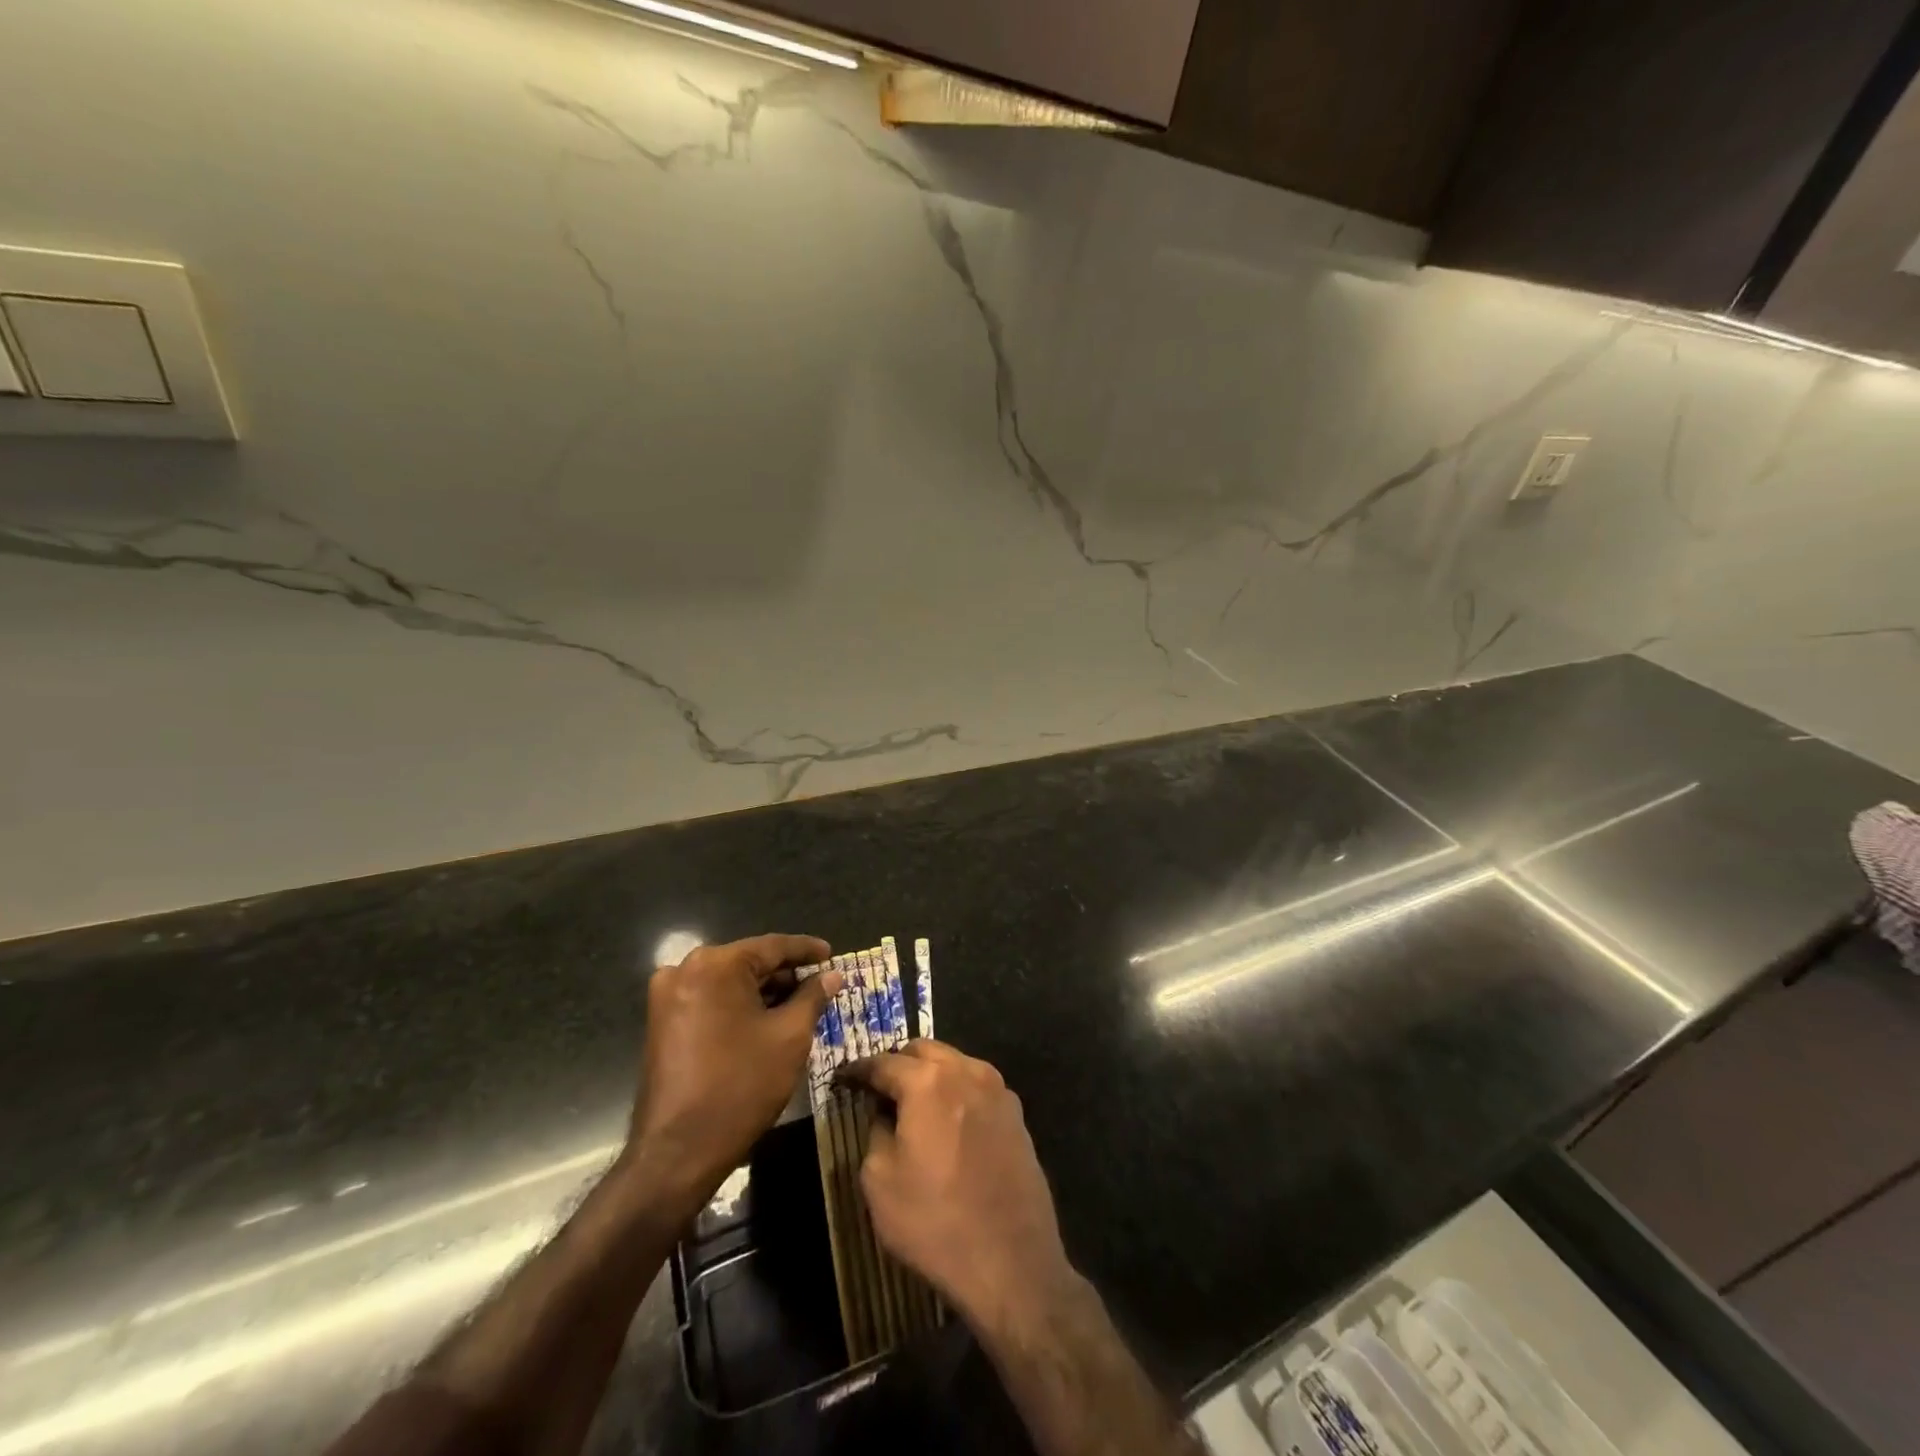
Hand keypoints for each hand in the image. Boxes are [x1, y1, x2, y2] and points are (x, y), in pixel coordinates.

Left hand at [622, 933, 840, 1211]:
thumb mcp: (790, 1037)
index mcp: (716, 964)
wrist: (677, 1152)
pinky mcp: (662, 1023)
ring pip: (729, 983)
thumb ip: (813, 997)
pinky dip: (740, 1006)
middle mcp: (685, 970)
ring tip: (801, 1003)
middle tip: (821, 983)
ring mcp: (668, 997)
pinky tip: (767, 1020)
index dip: (807, 950)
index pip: (772, 946)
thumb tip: (831, 976)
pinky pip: (711, 1001)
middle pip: (749, 963)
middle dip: (786, 974)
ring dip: (764, 992)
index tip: (833, 954)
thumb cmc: (741, 1085)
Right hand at [846, 1042, 1077, 1331]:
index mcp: (928, 1082)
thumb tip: (886, 1112)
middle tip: (879, 1090)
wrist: (1011, 1262)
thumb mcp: (879, 1181)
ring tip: (914, 1104)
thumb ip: (876, 1131)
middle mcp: (966, 1071)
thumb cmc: (935, 1222)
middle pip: (924, 1051)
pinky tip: (949, 1122)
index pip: (883, 1062)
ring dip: (931, 1074)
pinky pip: (977, 1086)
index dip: (859, 1070)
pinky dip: (957, 1091)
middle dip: (898, 1063)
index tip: (844, 1079)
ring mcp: (997, 1090)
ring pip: (955, 1063)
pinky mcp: (1016, 1113)